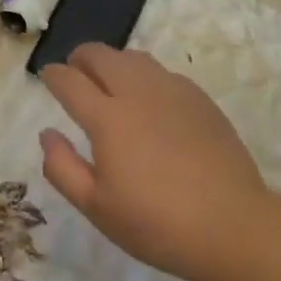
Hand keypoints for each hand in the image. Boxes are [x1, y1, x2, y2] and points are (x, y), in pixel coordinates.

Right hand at [37, 45, 267, 280]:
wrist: (233, 225)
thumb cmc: (157, 224)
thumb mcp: (97, 208)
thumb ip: (63, 168)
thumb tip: (47, 134)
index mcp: (107, 118)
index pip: (70, 81)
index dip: (53, 75)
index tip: (47, 76)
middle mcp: (136, 92)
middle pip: (100, 55)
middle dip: (80, 58)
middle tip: (75, 72)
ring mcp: (171, 90)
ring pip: (132, 57)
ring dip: (112, 62)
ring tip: (109, 82)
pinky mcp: (199, 98)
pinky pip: (162, 72)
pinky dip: (144, 75)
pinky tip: (149, 100)